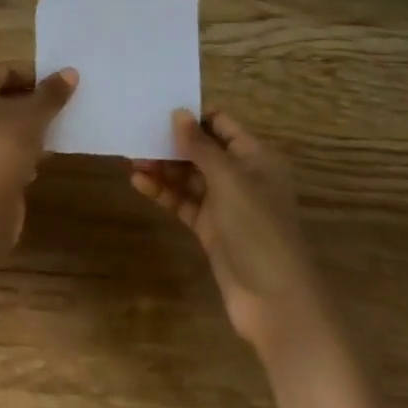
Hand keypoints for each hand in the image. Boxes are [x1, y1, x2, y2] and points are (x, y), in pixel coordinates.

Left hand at [0, 62, 77, 234]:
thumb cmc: (5, 146)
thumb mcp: (34, 116)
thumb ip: (51, 93)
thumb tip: (70, 72)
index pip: (6, 70)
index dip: (36, 77)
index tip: (62, 89)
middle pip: (0, 95)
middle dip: (31, 103)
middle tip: (59, 110)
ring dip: (24, 126)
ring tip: (52, 134)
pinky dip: (14, 148)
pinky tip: (36, 160)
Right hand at [131, 109, 327, 359]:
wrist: (275, 301)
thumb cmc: (257, 229)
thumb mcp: (228, 180)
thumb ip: (200, 146)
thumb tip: (179, 113)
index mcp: (256, 158)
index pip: (221, 124)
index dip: (193, 115)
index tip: (157, 106)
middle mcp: (242, 177)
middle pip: (201, 149)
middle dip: (170, 142)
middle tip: (136, 134)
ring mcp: (226, 204)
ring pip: (188, 176)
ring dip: (162, 167)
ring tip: (132, 160)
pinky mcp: (210, 228)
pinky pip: (183, 201)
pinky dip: (163, 192)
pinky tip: (139, 183)